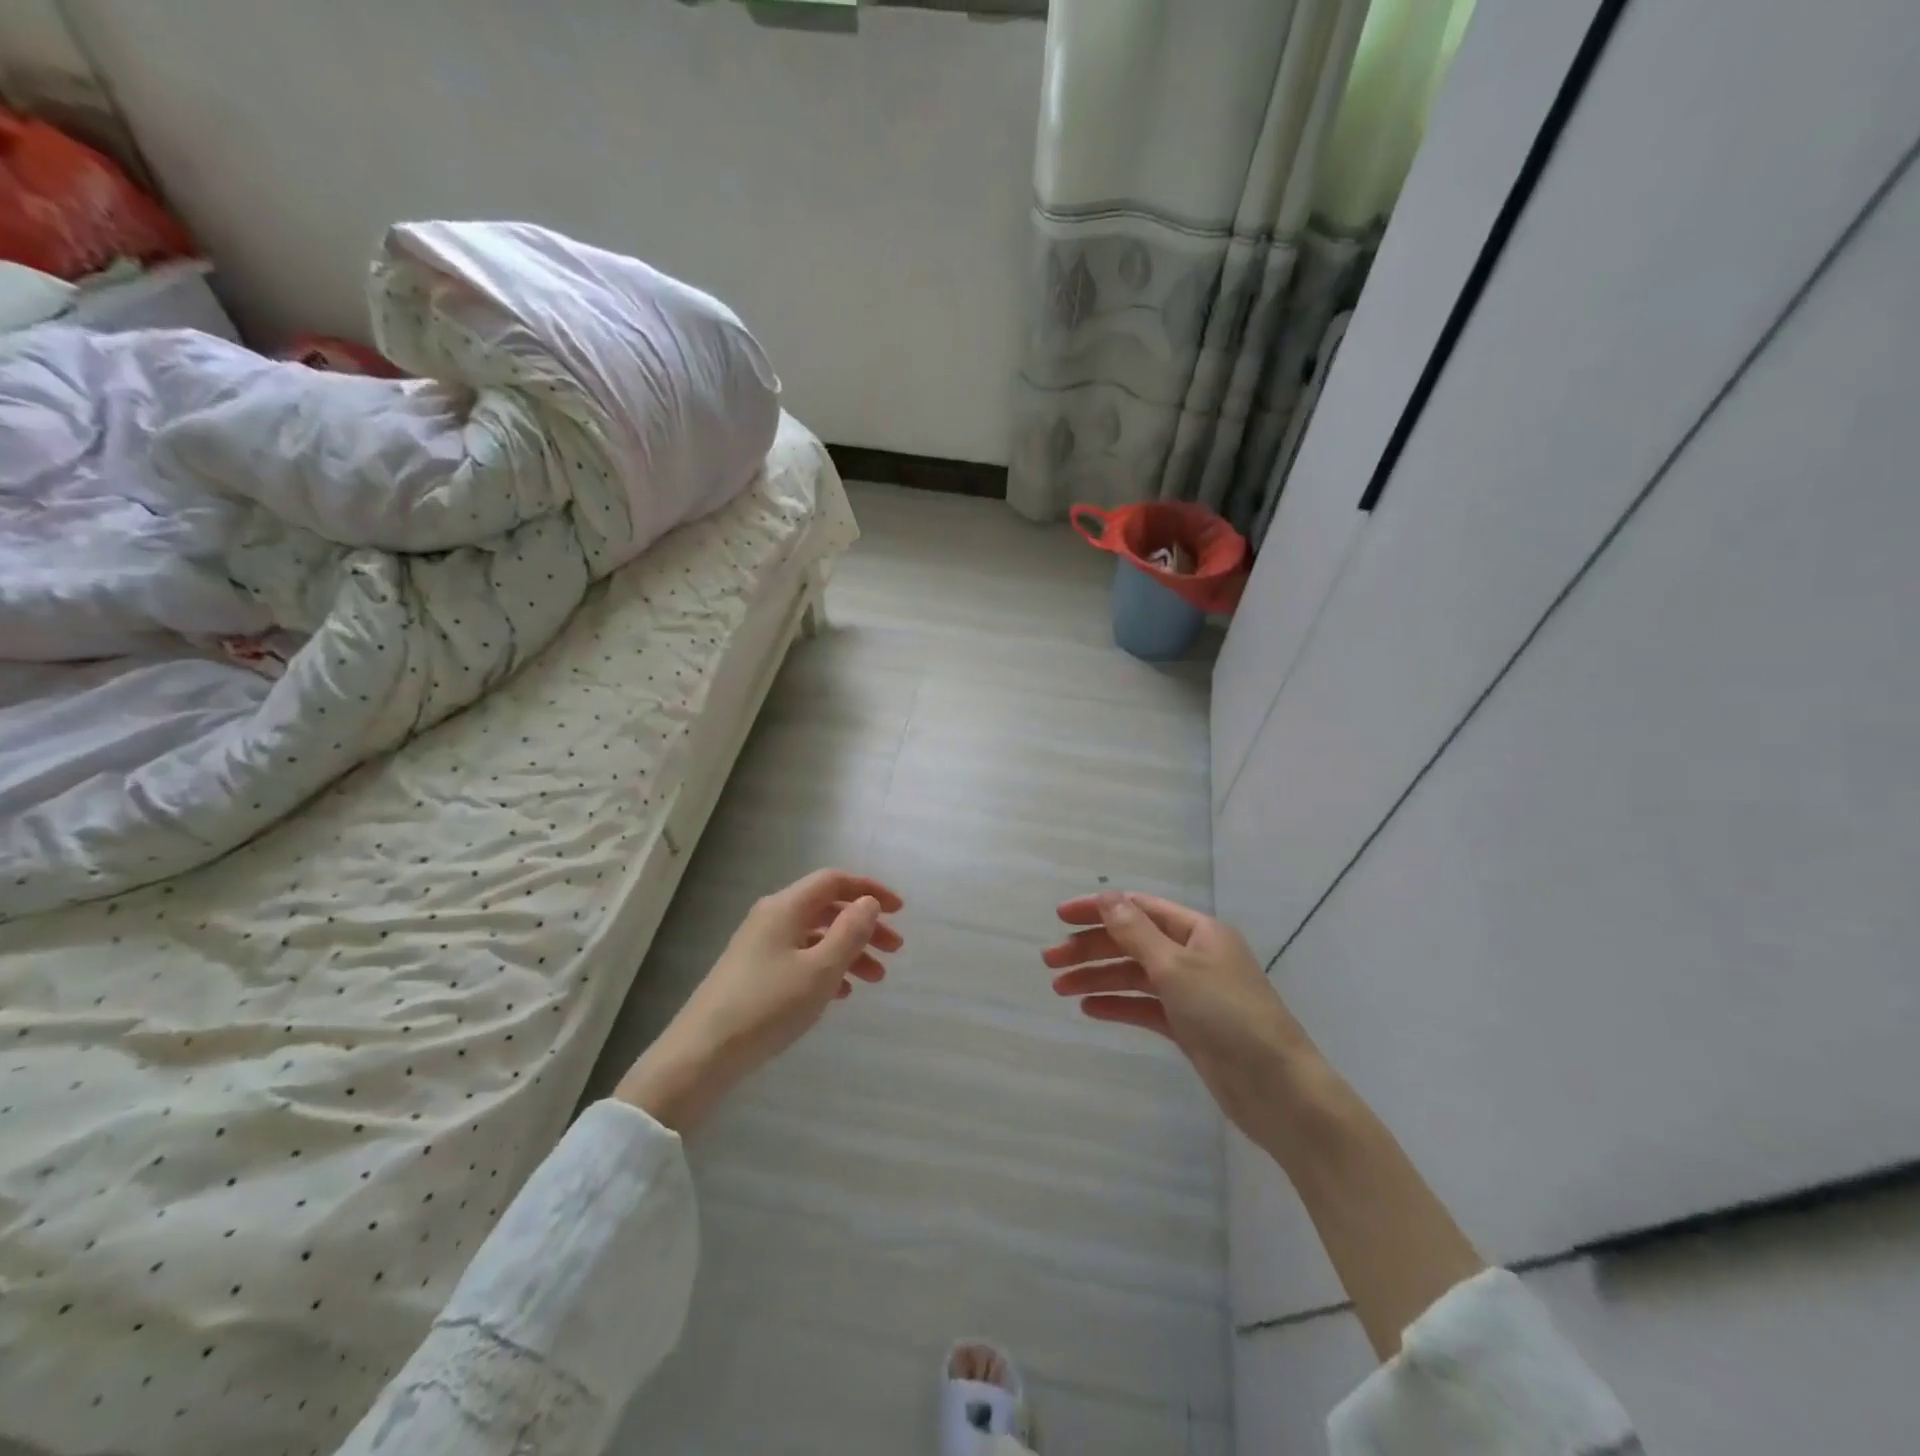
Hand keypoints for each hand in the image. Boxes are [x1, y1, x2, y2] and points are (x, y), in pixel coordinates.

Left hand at [616, 869, 902, 1132]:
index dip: (868, 890)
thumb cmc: (767, 1006)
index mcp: (786, 907)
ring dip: (849, 951)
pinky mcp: (754, 974)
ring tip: (875, 979)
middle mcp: (772, 918)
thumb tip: (868, 902)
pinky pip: (800, 959)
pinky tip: (841, 994)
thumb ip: (850, 932)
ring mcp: (760, 947)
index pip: (834, 881)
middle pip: (827, 909)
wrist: (701, 1055)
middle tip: (894, 950)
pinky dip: (826, 969)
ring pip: (815, 937)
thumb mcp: (820, 970)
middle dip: (864, 926)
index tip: (899, 911)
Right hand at [1044, 892, 1327, 1148]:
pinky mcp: (1189, 1027)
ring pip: (1135, 976)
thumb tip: (1107, 896)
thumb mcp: (1176, 967)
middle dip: (1091, 949)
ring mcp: (1191, 993)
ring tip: (1060, 988)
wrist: (1277, 1089)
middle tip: (1049, 961)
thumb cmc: (1228, 1016)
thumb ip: (1136, 932)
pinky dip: (1117, 1005)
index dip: (1099, 909)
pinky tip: (1089, 1009)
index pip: (1139, 909)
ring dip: (1098, 978)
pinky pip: (1144, 1008)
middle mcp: (1194, 956)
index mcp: (1198, 931)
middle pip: (1132, 942)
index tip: (1060, 917)